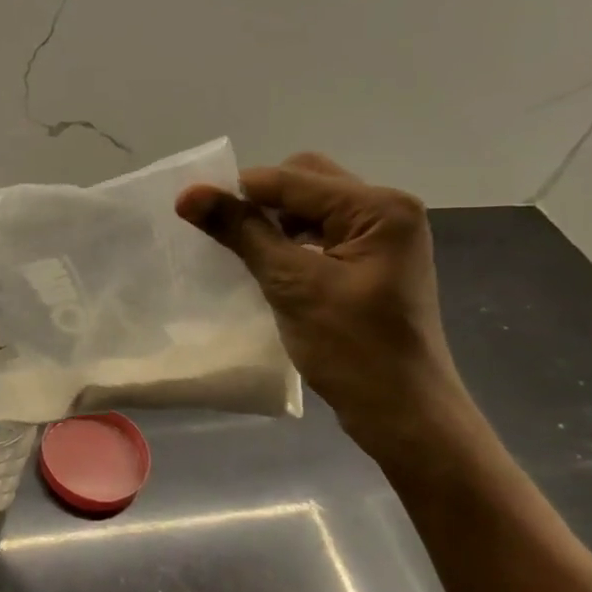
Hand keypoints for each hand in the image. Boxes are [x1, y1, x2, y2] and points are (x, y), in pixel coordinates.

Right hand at [176, 152, 473, 459]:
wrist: (403, 413)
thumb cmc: (353, 349)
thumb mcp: (292, 285)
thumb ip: (242, 232)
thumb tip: (188, 194)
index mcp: (378, 208)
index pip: (293, 178)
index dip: (238, 190)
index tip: (189, 209)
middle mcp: (386, 211)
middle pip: (306, 182)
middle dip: (261, 202)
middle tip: (224, 234)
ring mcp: (382, 238)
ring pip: (312, 208)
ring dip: (274, 223)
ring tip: (242, 252)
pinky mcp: (372, 263)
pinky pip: (321, 234)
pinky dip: (290, 243)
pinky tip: (268, 266)